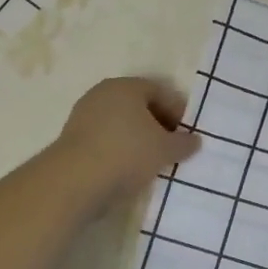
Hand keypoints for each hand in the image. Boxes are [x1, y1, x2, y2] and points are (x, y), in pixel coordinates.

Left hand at [56, 76, 200, 202]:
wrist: (73, 182)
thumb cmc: (126, 154)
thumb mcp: (165, 150)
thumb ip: (183, 143)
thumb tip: (195, 140)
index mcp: (126, 86)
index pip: (161, 91)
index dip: (179, 112)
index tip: (188, 135)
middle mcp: (103, 94)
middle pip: (139, 106)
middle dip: (159, 125)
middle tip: (173, 148)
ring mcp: (84, 116)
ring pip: (121, 124)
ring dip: (138, 140)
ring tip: (153, 162)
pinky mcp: (72, 140)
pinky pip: (105, 140)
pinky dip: (120, 150)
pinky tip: (128, 170)